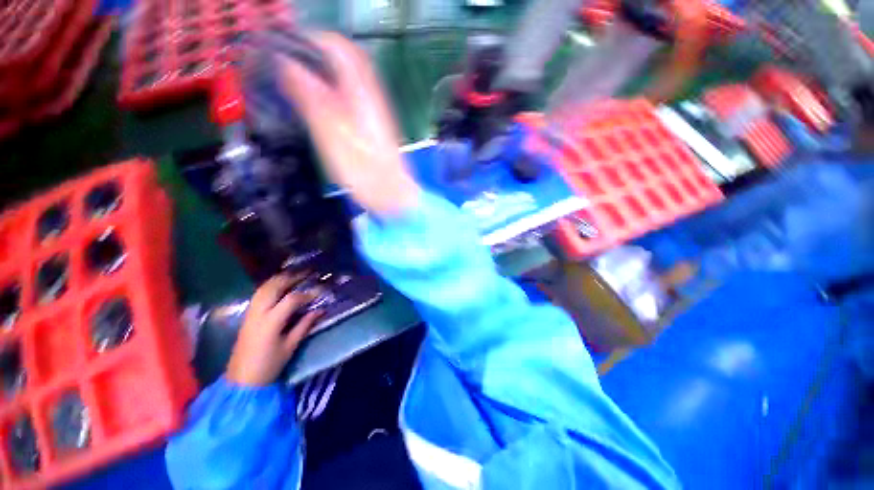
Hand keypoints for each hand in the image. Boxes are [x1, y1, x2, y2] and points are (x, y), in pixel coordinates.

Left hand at [226, 274, 321, 385]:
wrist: (242, 381)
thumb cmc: (269, 365)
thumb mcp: (290, 346)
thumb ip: (305, 325)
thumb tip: (320, 310)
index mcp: (270, 322)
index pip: (291, 300)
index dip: (307, 294)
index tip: (319, 292)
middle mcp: (258, 313)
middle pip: (273, 287)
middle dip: (291, 278)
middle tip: (307, 273)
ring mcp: (250, 314)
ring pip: (263, 288)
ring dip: (279, 279)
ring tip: (294, 275)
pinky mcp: (247, 316)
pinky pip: (258, 294)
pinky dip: (270, 286)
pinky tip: (279, 286)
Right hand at [276, 32, 418, 217]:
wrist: (393, 196)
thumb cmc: (364, 172)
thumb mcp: (333, 136)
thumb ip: (311, 98)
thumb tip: (287, 63)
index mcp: (361, 93)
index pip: (338, 47)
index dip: (311, 39)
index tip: (285, 44)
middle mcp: (371, 97)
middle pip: (345, 59)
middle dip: (316, 52)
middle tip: (288, 61)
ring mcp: (375, 112)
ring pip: (349, 78)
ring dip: (324, 70)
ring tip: (297, 78)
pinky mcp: (374, 128)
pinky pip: (352, 98)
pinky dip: (333, 91)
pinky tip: (321, 103)